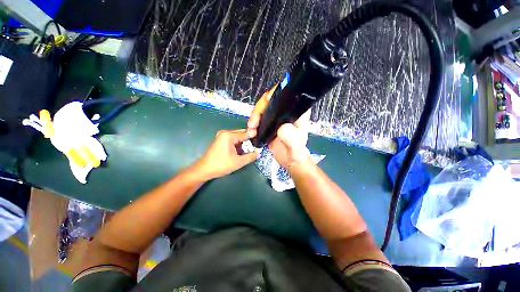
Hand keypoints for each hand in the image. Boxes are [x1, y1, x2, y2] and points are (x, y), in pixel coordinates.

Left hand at [194, 129, 258, 179]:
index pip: (246, 134)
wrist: (205, 170)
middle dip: (248, 141)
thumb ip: (250, 157)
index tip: (260, 143)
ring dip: (243, 144)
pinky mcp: (221, 140)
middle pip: (242, 134)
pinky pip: (233, 140)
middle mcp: (225, 133)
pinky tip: (240, 151)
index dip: (254, 138)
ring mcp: (222, 136)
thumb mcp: (238, 162)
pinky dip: (238, 145)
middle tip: (255, 148)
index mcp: (229, 135)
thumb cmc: (221, 165)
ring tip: (248, 151)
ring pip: (238, 137)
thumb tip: (258, 153)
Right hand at [247, 88, 311, 168]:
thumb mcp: (295, 148)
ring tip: (251, 129)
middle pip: (270, 100)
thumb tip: (282, 128)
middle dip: (259, 109)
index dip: (275, 93)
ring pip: (263, 108)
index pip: (287, 94)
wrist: (289, 161)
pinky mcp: (270, 123)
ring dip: (254, 116)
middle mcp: (287, 112)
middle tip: (253, 123)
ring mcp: (277, 117)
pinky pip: (260, 117)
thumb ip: (291, 139)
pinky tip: (252, 130)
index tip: (266, 101)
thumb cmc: (295, 153)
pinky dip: (254, 122)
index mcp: (296, 112)